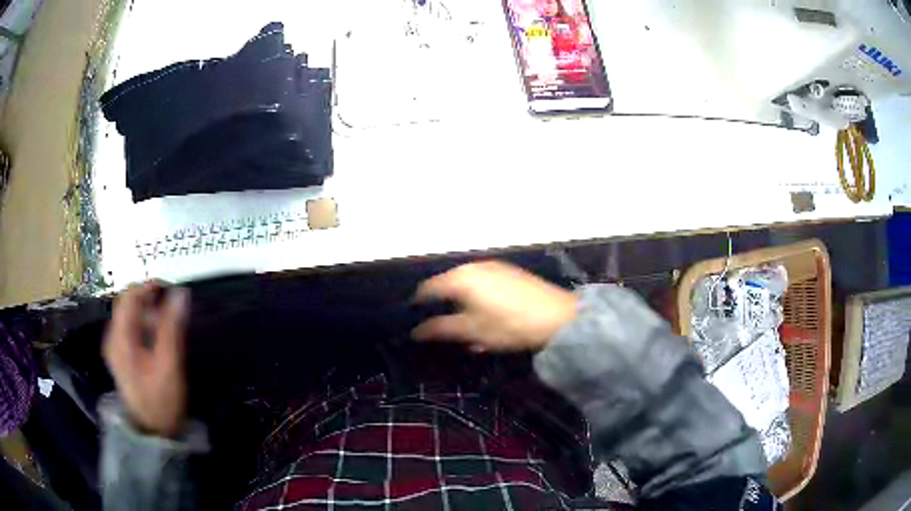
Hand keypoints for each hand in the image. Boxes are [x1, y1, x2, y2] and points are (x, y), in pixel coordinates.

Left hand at [103, 282, 189, 437]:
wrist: (152, 432)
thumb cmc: (160, 399)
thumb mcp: (168, 363)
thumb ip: (171, 326)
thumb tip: (180, 294)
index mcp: (120, 337)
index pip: (129, 295)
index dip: (149, 286)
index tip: (171, 288)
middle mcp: (113, 337)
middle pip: (128, 304)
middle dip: (149, 300)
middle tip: (172, 307)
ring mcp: (116, 347)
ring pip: (130, 316)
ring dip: (149, 313)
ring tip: (168, 324)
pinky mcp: (121, 356)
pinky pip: (131, 330)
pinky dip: (145, 326)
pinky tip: (158, 338)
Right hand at [412, 261, 576, 352]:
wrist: (557, 317)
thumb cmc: (509, 325)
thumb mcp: (472, 331)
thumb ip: (440, 329)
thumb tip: (415, 331)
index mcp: (460, 278)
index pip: (427, 289)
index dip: (417, 305)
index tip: (413, 321)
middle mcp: (474, 266)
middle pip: (447, 285)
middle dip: (441, 305)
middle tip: (440, 327)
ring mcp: (494, 267)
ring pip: (466, 285)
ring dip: (460, 303)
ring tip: (464, 325)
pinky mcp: (509, 272)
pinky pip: (483, 284)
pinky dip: (477, 298)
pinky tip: (485, 316)